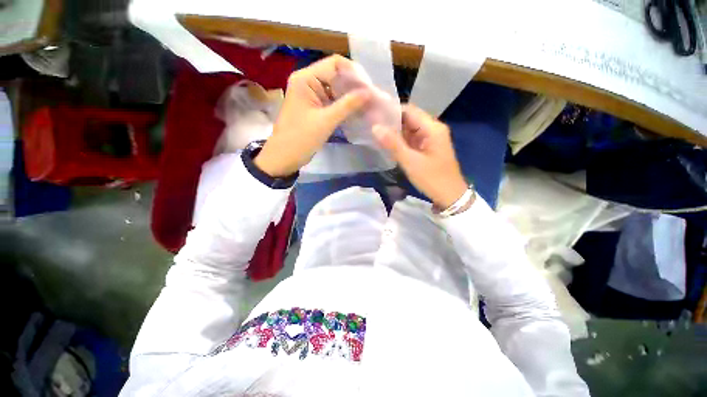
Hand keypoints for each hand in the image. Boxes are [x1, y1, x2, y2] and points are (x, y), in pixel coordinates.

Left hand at [254, 55, 371, 176]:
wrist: (284, 157)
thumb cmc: (301, 138)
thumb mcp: (326, 121)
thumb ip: (348, 104)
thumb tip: (370, 92)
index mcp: (306, 78)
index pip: (335, 64)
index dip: (354, 73)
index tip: (370, 88)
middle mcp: (308, 81)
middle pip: (336, 75)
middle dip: (354, 85)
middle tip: (372, 98)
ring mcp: (311, 95)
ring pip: (336, 89)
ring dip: (351, 96)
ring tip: (368, 105)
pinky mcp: (314, 107)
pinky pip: (332, 101)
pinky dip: (344, 105)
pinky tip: (357, 112)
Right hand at [373, 105, 468, 208]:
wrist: (450, 196)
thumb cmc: (432, 178)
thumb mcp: (410, 161)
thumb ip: (392, 143)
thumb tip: (375, 127)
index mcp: (432, 127)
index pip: (409, 110)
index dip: (391, 111)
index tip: (373, 114)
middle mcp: (433, 128)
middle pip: (409, 119)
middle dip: (391, 122)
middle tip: (371, 124)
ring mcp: (430, 138)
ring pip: (409, 129)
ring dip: (395, 132)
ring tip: (375, 132)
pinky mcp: (427, 148)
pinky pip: (412, 139)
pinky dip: (400, 141)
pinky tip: (387, 143)